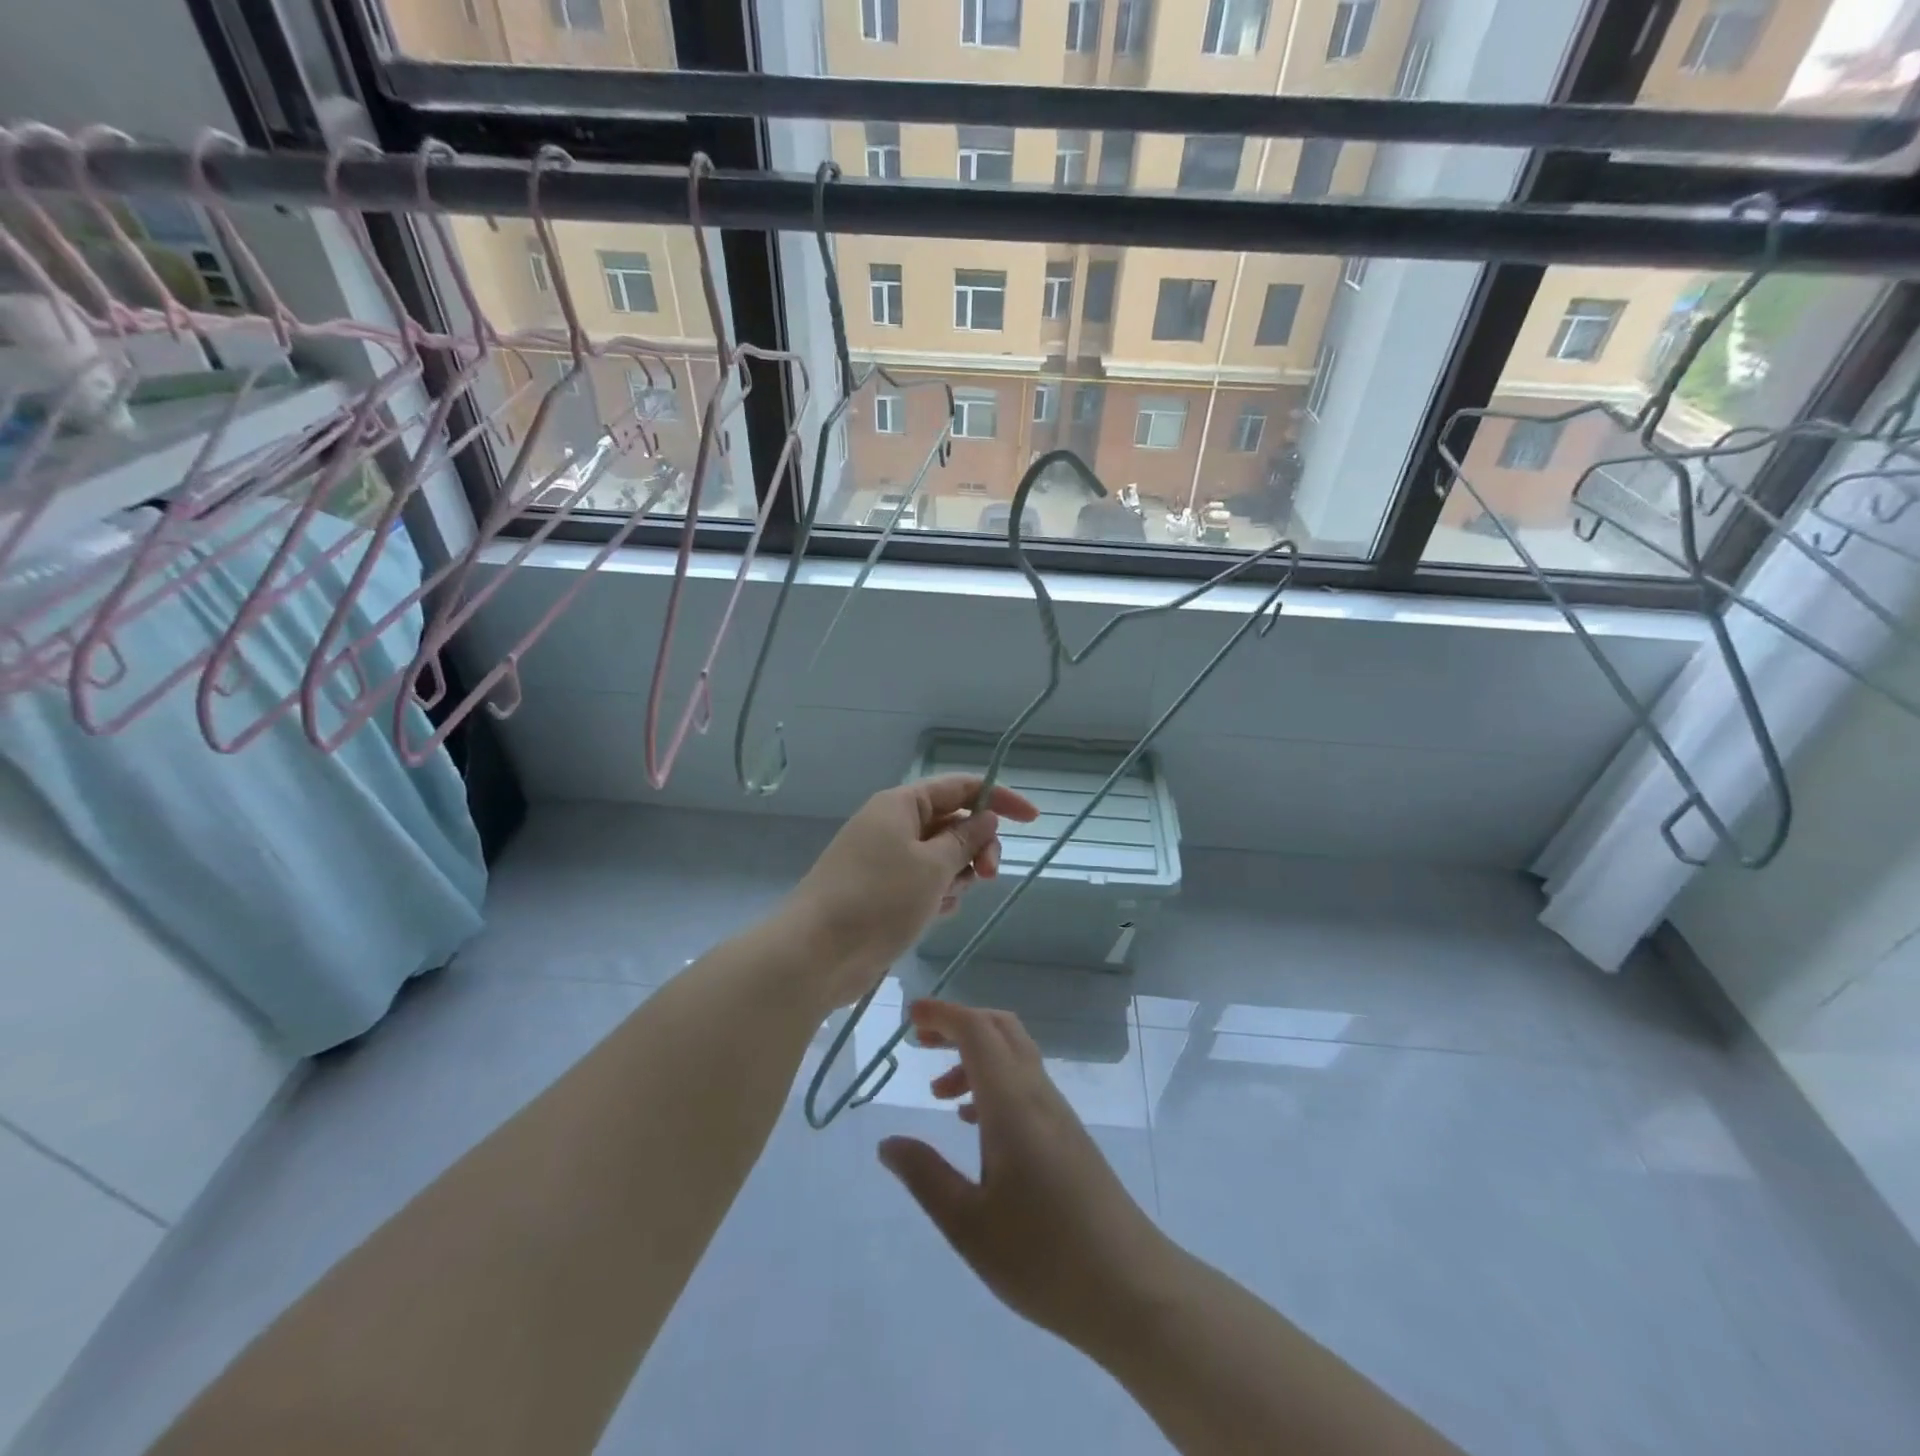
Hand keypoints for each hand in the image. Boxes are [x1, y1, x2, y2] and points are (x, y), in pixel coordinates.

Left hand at [780, 776, 1039, 1008]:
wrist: (815, 955)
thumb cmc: (878, 900)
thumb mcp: (933, 866)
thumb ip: (965, 840)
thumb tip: (985, 817)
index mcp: (901, 805)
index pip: (959, 787)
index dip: (998, 798)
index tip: (1032, 820)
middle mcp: (892, 826)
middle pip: (952, 823)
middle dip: (977, 846)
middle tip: (989, 875)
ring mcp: (884, 860)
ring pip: (940, 857)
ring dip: (957, 875)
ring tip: (949, 900)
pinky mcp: (881, 893)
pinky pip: (923, 883)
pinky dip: (937, 895)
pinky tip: (935, 915)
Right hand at [877, 1000, 1173, 1354]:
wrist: (1132, 1289)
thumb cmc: (1043, 1258)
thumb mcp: (968, 1225)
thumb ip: (925, 1176)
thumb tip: (888, 1143)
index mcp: (1012, 1104)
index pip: (977, 1031)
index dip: (943, 1014)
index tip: (910, 1014)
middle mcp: (1037, 1095)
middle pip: (999, 1029)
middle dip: (958, 1024)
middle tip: (920, 1041)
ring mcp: (1058, 1113)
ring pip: (1014, 1054)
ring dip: (974, 1056)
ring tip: (938, 1093)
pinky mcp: (1068, 1135)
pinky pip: (1025, 1083)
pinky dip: (993, 1081)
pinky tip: (975, 1123)